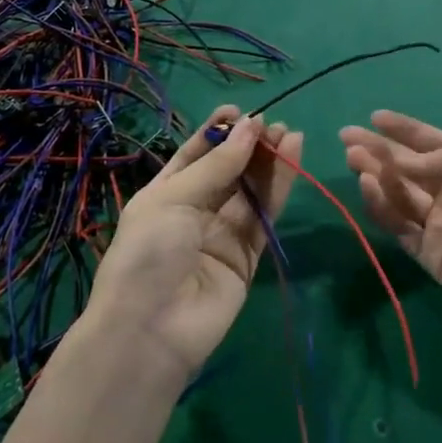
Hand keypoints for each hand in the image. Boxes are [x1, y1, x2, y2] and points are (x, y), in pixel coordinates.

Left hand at [85, 107, 301, 382]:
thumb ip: (217, 166)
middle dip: (248, 145)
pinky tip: (293, 158)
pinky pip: (265, 216)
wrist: (150, 331)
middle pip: (228, 170)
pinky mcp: (247, 256)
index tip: (240, 111)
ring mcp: (222, 233)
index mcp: (165, 193)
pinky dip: (280, 188)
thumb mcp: (174, 200)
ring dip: (269, 162)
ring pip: (251, 190)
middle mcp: (194, 210)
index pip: (195, 154)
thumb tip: (251, 126)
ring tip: (290, 134)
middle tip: (273, 124)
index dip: (217, 132)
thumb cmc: (148, 253)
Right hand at [341, 111, 441, 353]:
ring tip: (354, 158)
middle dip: (380, 151)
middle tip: (348, 138)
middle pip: (409, 169)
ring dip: (376, 175)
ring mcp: (441, 227)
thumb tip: (406, 159)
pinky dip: (382, 207)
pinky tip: (368, 187)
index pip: (433, 145)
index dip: (405, 131)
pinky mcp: (430, 256)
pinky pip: (400, 227)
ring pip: (400, 195)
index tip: (374, 117)